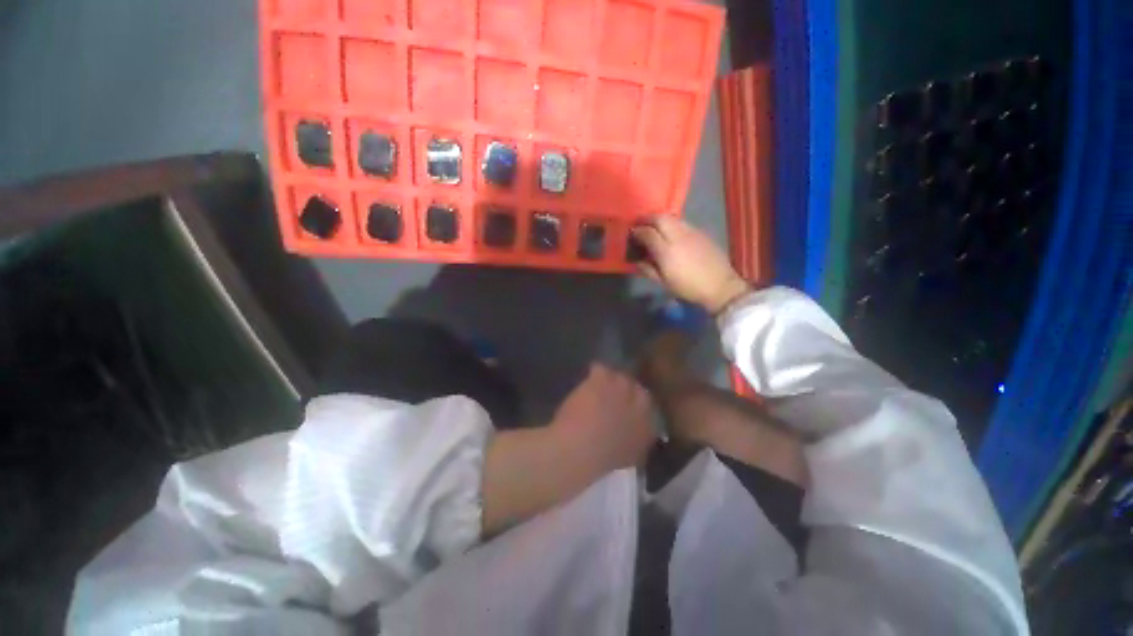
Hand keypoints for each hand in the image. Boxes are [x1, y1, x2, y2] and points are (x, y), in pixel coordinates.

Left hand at [550, 364, 655, 471]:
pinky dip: (593, 374)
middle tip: (608, 395)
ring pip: (618, 376)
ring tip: (595, 388)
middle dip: (624, 390)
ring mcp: (623, 387)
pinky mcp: (603, 378)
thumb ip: (636, 441)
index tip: (623, 407)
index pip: (648, 406)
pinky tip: (585, 381)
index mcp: (649, 426)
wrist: (580, 450)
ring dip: (608, 381)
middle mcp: (641, 402)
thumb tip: (635, 434)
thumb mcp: (628, 457)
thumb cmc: (601, 461)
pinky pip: (600, 369)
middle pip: (635, 388)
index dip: (633, 404)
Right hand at [632, 216, 749, 314]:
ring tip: (654, 227)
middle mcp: (677, 236)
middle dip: (647, 219)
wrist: (719, 286)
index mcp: (666, 251)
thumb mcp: (664, 283)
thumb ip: (648, 269)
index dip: (637, 231)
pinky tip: (671, 233)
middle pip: (659, 218)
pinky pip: (682, 223)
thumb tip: (637, 260)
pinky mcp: (701, 232)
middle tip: (640, 224)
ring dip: (659, 219)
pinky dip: (671, 224)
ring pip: (671, 217)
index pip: (647, 233)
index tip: (632, 234)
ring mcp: (691, 232)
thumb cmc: (688, 288)